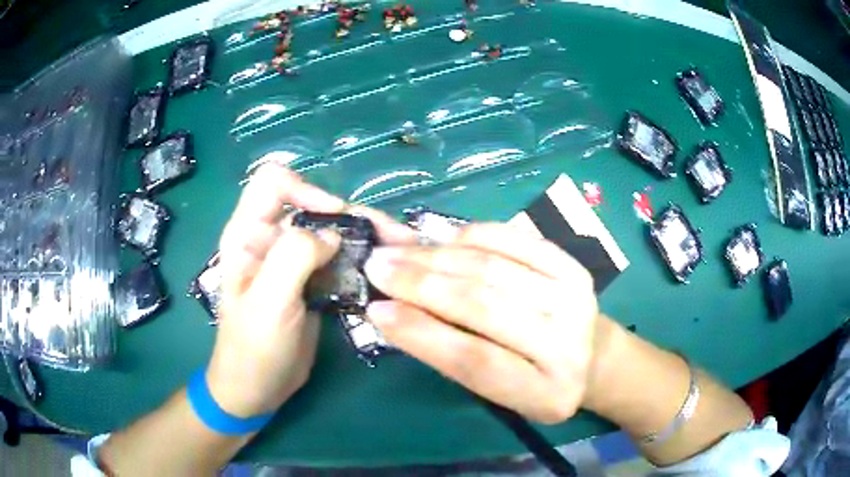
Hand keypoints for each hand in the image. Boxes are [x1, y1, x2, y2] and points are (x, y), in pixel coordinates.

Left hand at [207, 164, 414, 416]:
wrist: (258, 389)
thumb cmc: (254, 348)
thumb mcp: (268, 302)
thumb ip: (294, 257)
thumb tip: (332, 234)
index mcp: (247, 234)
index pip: (274, 182)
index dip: (305, 190)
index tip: (335, 220)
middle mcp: (269, 238)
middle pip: (313, 203)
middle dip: (353, 215)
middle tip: (394, 235)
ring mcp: (292, 260)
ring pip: (332, 230)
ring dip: (366, 235)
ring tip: (403, 248)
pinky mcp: (311, 281)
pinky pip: (340, 257)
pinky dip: (364, 259)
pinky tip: (388, 270)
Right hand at [363, 224, 598, 423]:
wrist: (592, 356)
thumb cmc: (534, 382)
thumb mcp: (496, 390)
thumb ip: (451, 355)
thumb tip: (393, 311)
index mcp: (544, 393)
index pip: (475, 361)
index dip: (421, 333)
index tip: (376, 310)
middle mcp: (566, 343)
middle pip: (484, 305)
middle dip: (421, 283)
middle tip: (377, 266)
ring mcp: (574, 297)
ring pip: (494, 268)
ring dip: (437, 256)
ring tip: (397, 250)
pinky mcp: (572, 265)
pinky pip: (514, 239)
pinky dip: (471, 235)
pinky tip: (440, 238)